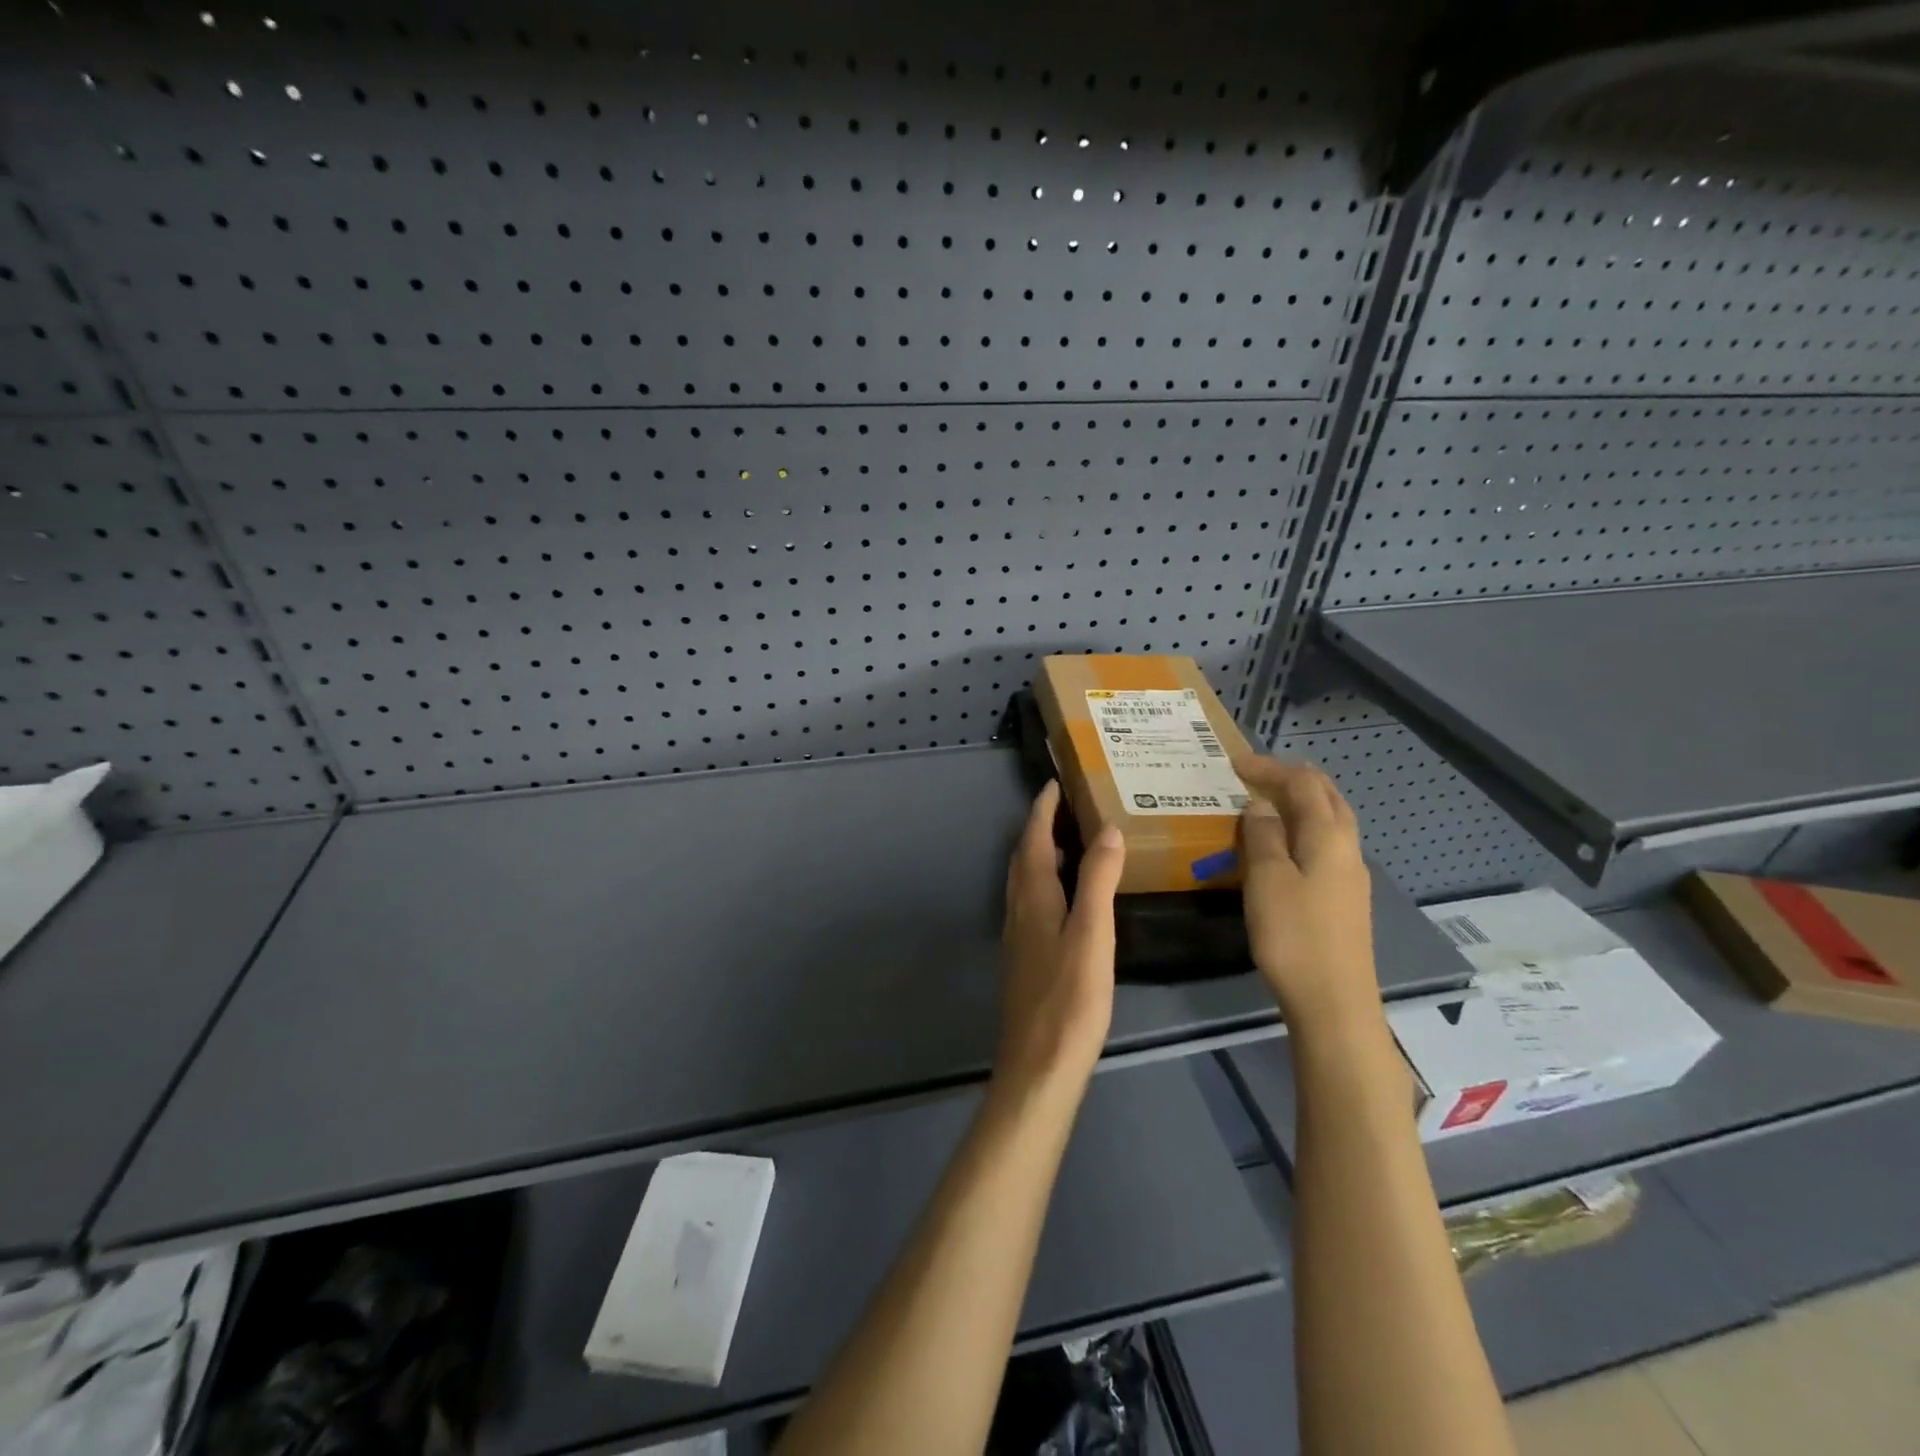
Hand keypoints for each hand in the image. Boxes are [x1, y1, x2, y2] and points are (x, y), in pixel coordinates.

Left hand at [996, 781, 1126, 1096]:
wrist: (1040, 1065)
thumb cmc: (1070, 999)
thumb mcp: (1092, 934)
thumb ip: (1098, 881)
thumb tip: (1107, 830)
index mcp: (1033, 898)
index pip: (1032, 839)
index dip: (1042, 809)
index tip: (1056, 782)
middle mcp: (1019, 910)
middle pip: (1024, 857)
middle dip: (1041, 827)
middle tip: (1070, 807)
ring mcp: (1019, 936)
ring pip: (1026, 881)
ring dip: (1042, 854)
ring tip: (1074, 843)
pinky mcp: (1026, 958)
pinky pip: (1033, 903)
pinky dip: (1048, 883)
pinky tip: (1071, 899)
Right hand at [1232, 754, 1377, 1032]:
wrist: (1334, 1003)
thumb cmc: (1294, 936)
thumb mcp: (1267, 880)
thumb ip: (1263, 836)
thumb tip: (1259, 804)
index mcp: (1329, 837)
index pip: (1303, 784)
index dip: (1270, 768)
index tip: (1234, 763)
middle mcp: (1346, 849)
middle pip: (1327, 797)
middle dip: (1293, 779)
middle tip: (1255, 775)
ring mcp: (1349, 876)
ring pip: (1330, 822)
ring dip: (1300, 804)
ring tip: (1265, 804)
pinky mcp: (1345, 899)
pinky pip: (1325, 846)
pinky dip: (1303, 830)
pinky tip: (1282, 847)